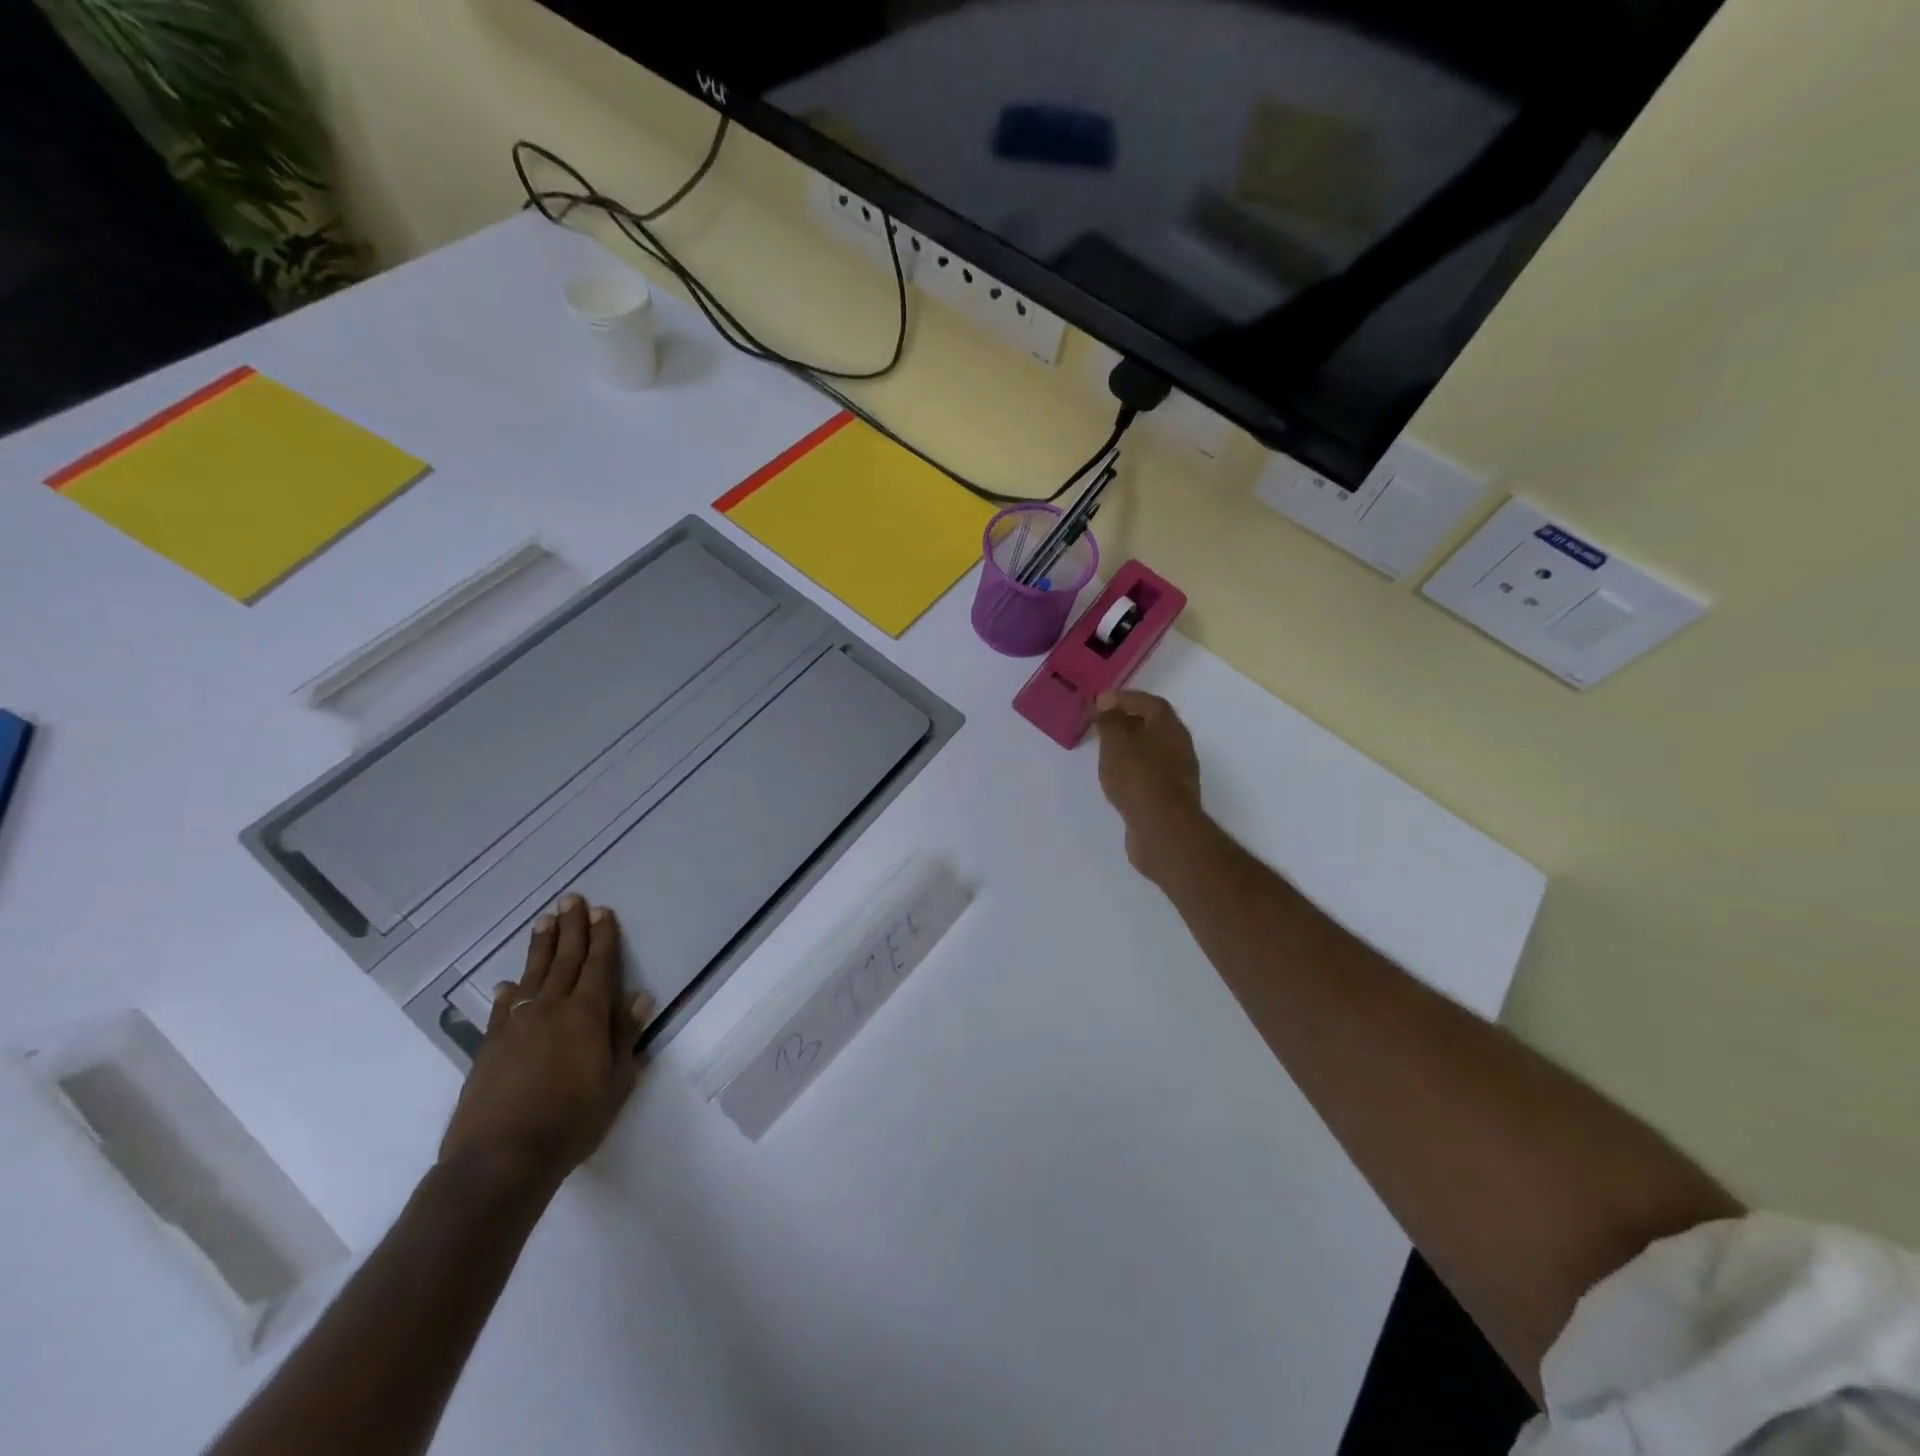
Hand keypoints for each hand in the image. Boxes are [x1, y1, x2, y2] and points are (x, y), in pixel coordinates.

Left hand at [440, 896, 651, 1200]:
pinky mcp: (489, 1047)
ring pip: (532, 975)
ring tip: (544, 921)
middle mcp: (551, 1009)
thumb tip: (640, 996)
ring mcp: (516, 1026)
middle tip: (572, 899)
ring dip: (540, 946)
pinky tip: (508, 983)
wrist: (500, 1159)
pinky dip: (508, 992)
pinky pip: (502, 1009)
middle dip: (571, 928)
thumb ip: (625, 1035)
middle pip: (564, 959)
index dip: (602, 937)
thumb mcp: (616, 1082)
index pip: (598, 965)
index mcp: (586, 1015)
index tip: (603, 911)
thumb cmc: (572, 1122)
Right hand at [1092, 690, 1205, 883]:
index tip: (1102, 702)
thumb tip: (1108, 700)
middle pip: (1153, 726)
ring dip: (1131, 747)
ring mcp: (1178, 774)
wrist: (1162, 828)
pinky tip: (1118, 779)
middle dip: (1128, 722)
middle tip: (1102, 725)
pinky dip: (1134, 770)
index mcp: (1170, 726)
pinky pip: (1150, 774)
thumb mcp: (1116, 742)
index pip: (1150, 702)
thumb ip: (1110, 719)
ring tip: (1106, 751)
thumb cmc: (1138, 776)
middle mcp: (1179, 746)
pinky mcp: (1171, 797)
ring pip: (1152, 751)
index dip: (1127, 698)